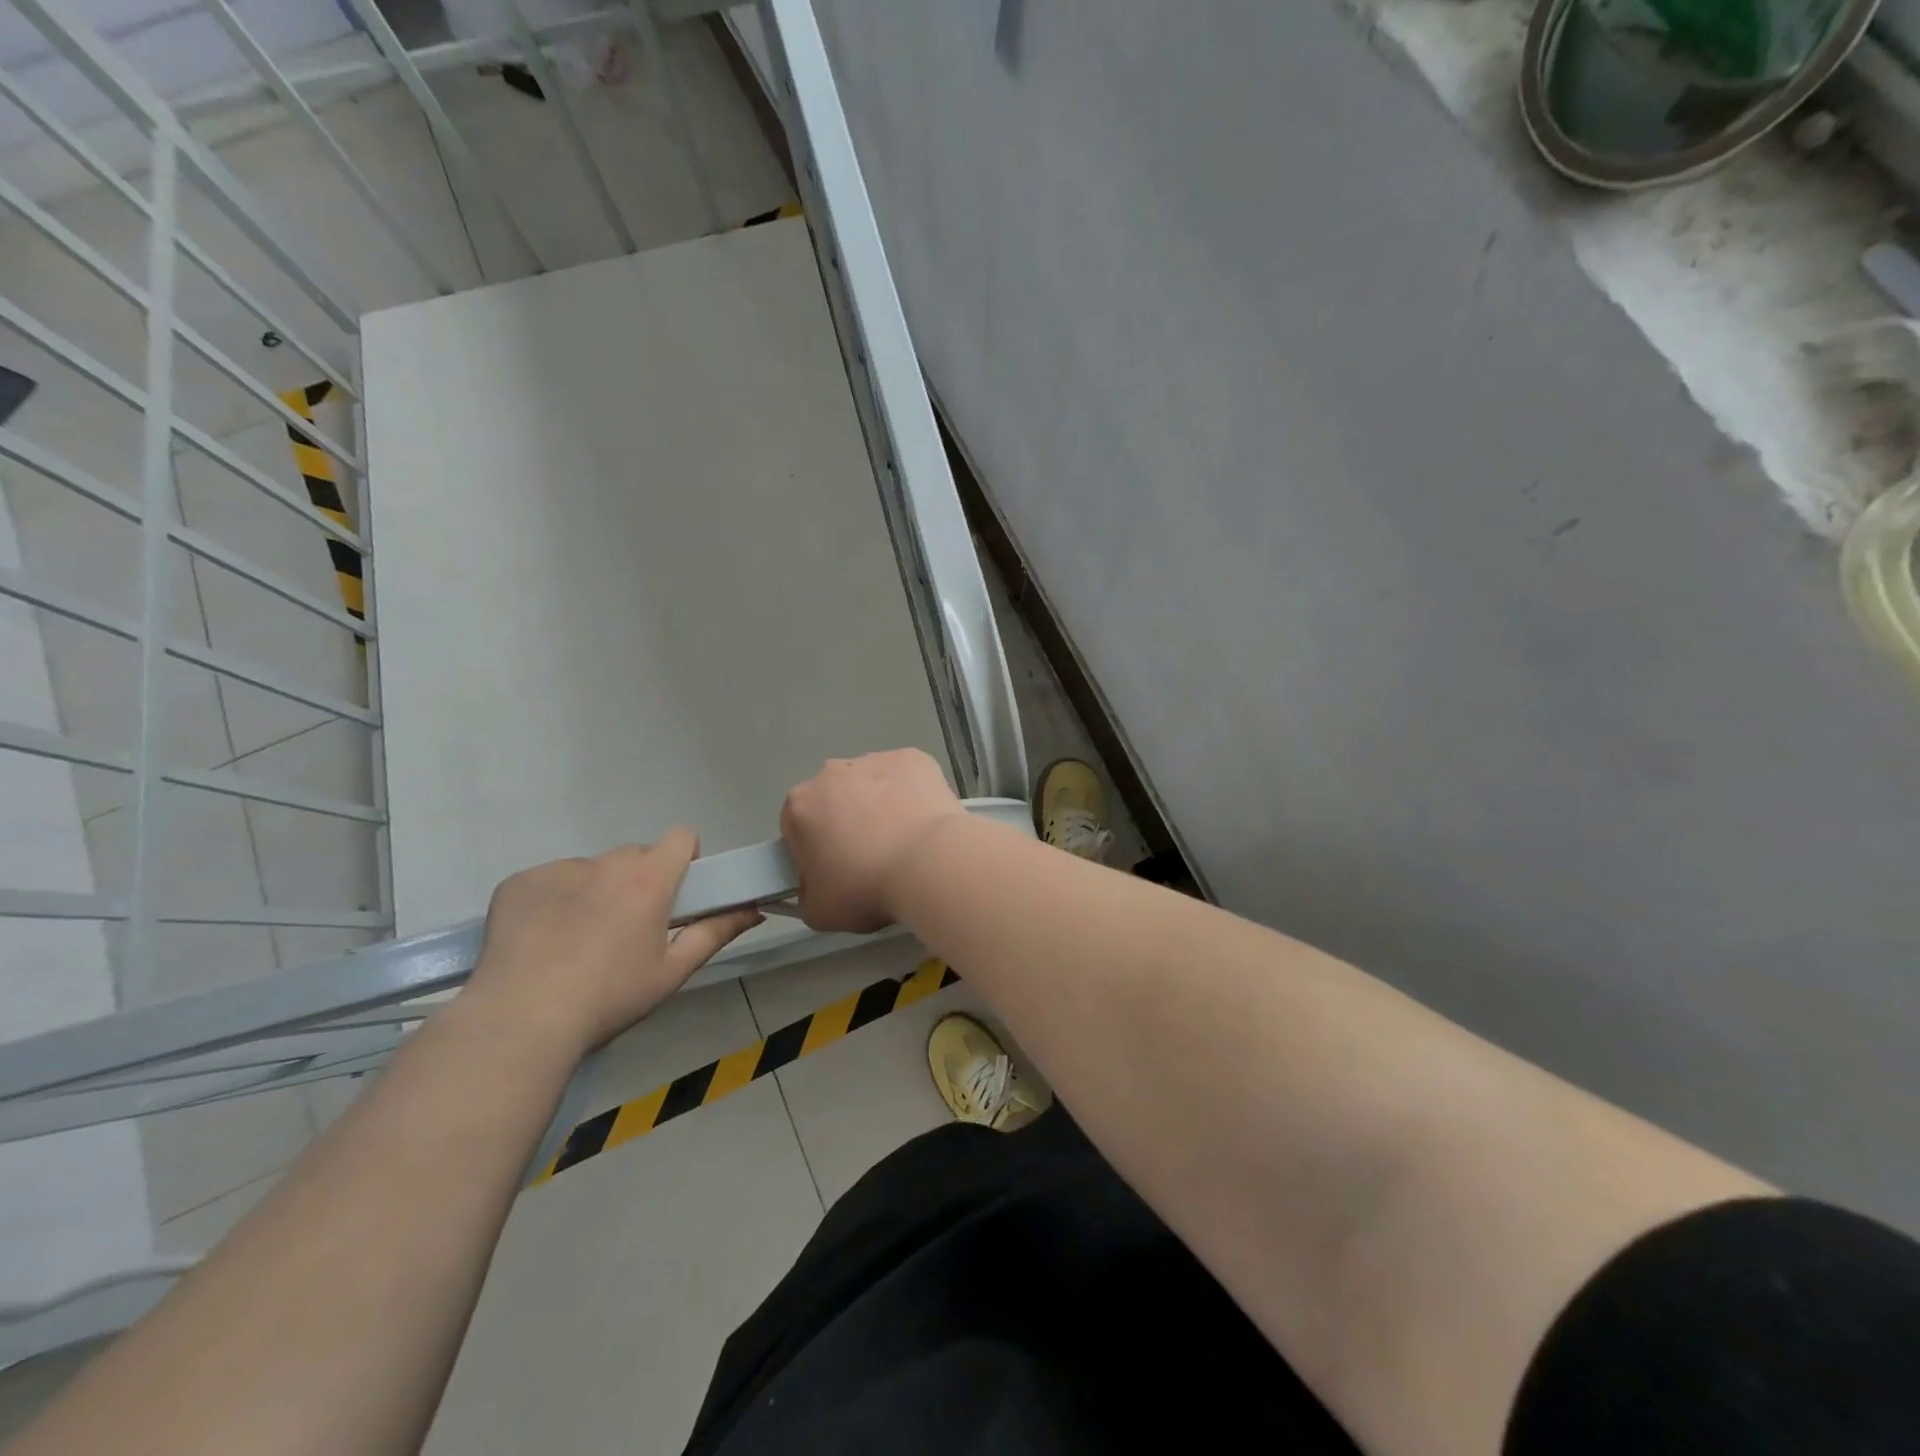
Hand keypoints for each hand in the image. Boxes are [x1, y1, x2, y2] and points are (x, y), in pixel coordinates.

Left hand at [465, 831, 761, 1060]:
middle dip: (639, 880)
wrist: (520, 1021)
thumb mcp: (672, 972)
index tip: (675, 893)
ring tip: (578, 941)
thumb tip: (754, 910)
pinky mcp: (518, 883)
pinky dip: (553, 901)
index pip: (681, 836)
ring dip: (596, 890)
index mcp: (650, 879)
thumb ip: (716, 933)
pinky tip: (542, 940)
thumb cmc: (609, 997)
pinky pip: (549, 880)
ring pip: (591, 869)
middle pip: (635, 855)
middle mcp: (606, 863)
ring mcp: (558, 869)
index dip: (684, 859)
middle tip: (628, 927)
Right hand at [780, 749, 966, 932]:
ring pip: (871, 785)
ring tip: (904, 842)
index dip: (814, 852)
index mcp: (800, 805)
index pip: (797, 829)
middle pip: (834, 800)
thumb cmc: (866, 887)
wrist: (929, 863)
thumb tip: (815, 886)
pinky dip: (911, 794)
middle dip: (846, 823)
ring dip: (880, 806)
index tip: (836, 873)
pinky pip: (906, 778)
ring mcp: (875, 760)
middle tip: (871, 858)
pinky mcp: (913, 758)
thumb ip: (806, 894)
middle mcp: (831, 772)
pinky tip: (924, 823)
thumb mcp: (818, 911)